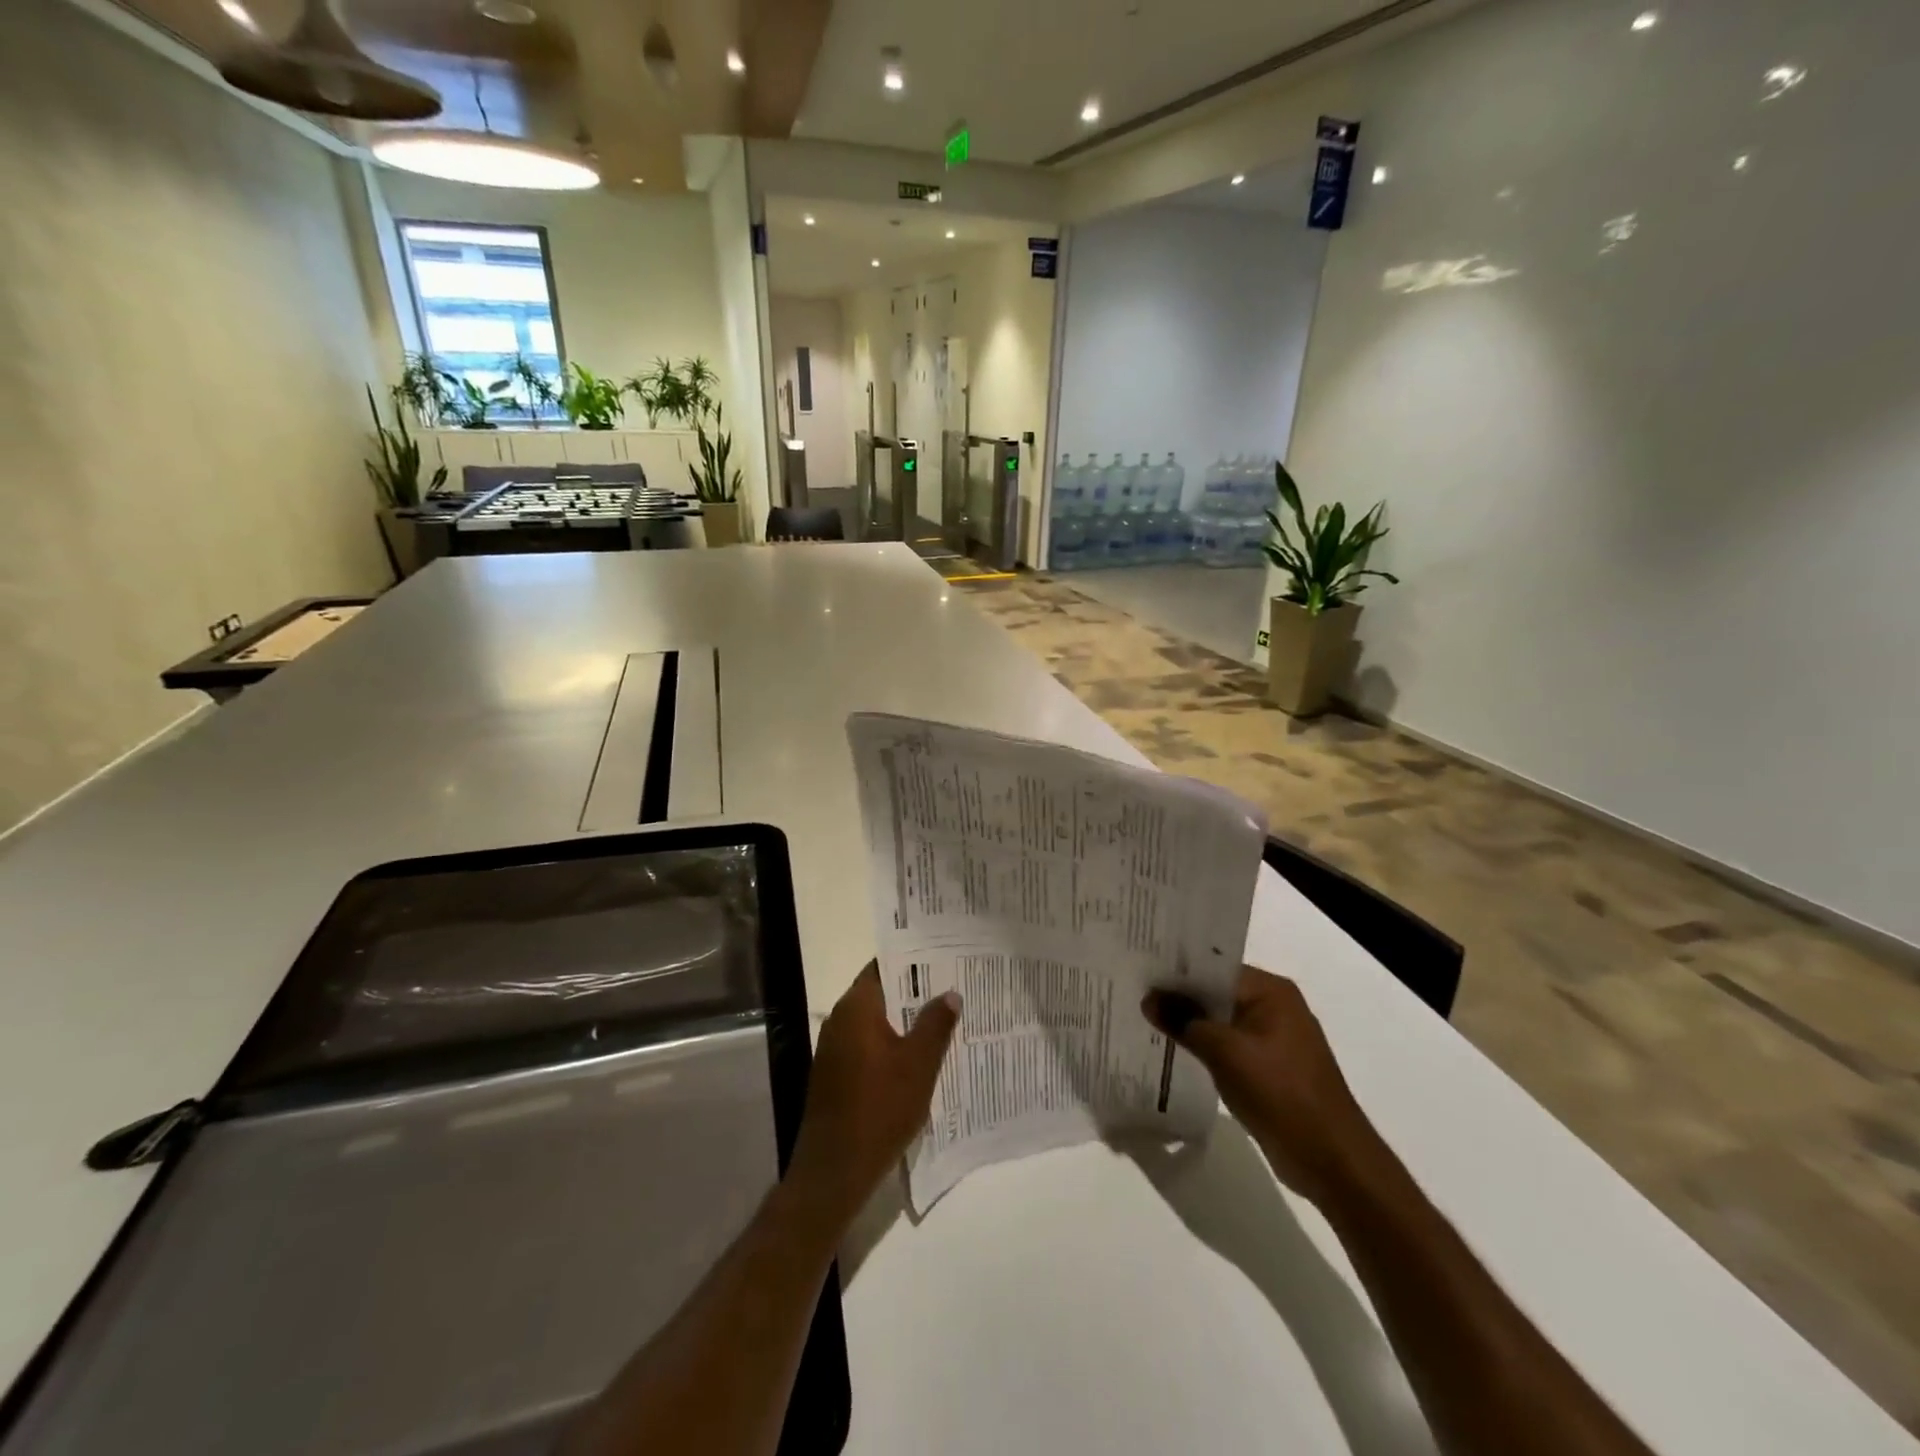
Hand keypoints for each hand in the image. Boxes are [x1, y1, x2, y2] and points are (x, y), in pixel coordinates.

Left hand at [787, 963, 959, 1229]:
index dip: (912, 961)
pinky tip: (918, 1058)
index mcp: (856, 1008)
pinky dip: (891, 1045)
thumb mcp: (918, 1065)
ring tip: (943, 1021)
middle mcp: (839, 1020)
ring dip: (904, 1022)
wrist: (834, 1171)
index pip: (883, 966)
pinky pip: (867, 1046)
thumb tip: (950, 993)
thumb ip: (935, 1025)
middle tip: (951, 988)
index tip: (942, 959)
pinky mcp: (835, 1075)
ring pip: (875, 1022)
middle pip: (880, 993)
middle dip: (914, 992)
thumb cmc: (879, 1109)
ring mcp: (834, 1049)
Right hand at [1144, 966, 1379, 1207]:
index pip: (1214, 967)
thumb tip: (1148, 998)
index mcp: (1271, 991)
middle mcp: (1275, 1006)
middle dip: (1180, 997)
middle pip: (1217, 992)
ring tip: (1145, 1018)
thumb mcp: (1225, 1053)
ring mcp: (1274, 1039)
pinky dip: (1205, 1047)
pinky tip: (1173, 1050)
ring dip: (1190, 1023)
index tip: (1141, 970)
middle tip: (1135, 992)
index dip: (1177, 970)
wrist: (1332, 1161)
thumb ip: (1184, 1021)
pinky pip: (1229, 1046)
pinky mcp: (1270, 1068)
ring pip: (1221, 1021)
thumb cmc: (1281, 1094)